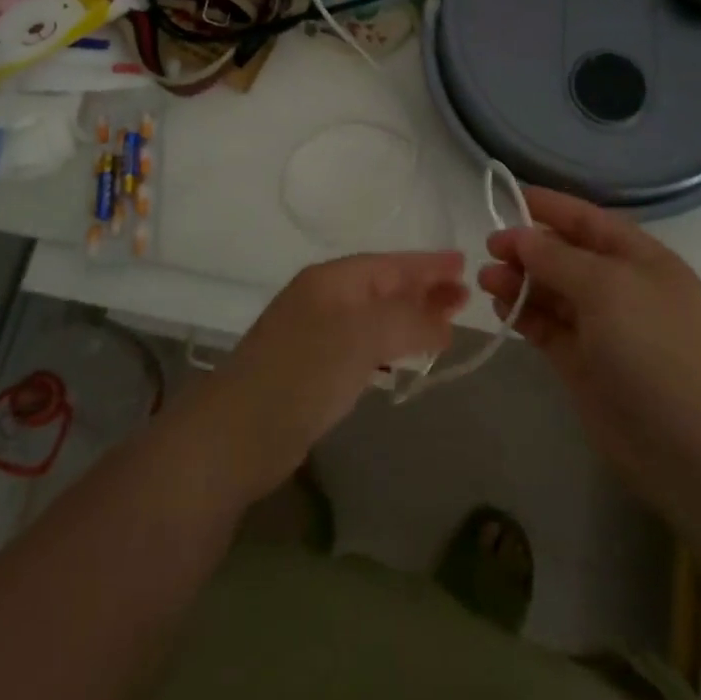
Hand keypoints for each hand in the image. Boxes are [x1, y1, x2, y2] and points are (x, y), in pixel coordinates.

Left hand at [195, 251, 468, 499]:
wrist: (236, 436)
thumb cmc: (303, 373)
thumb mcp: (362, 335)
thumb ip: (408, 320)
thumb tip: (444, 319)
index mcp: (331, 280)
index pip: (389, 263)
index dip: (426, 264)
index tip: (464, 265)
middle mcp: (323, 299)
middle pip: (383, 287)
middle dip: (422, 289)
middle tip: (464, 297)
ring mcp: (315, 335)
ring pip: (375, 317)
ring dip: (410, 318)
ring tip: (446, 325)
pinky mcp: (312, 371)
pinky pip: (363, 346)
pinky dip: (390, 345)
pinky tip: (403, 357)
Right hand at [479, 188, 700, 501]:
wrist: (689, 445)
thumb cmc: (653, 347)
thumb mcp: (607, 286)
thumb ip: (558, 258)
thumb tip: (521, 237)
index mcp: (641, 259)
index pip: (589, 220)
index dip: (551, 207)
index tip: (510, 198)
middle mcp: (621, 289)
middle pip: (566, 256)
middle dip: (528, 248)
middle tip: (490, 248)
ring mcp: (602, 328)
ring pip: (552, 292)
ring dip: (520, 281)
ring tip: (485, 279)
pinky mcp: (583, 364)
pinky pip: (547, 327)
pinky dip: (524, 315)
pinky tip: (501, 307)